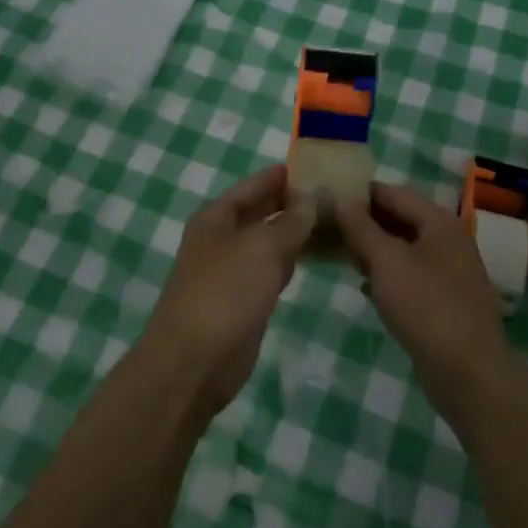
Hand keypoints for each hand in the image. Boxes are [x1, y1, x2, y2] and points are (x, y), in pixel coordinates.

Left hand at [140, 165, 316, 418]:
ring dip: (295, 232)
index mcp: (217, 216)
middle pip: (261, 211)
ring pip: (269, 241)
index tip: (316, 166)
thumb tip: (309, 198)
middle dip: (293, 202)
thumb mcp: (261, 249)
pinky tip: (315, 256)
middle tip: (334, 194)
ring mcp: (233, 270)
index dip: (282, 175)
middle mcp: (223, 238)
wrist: (193, 361)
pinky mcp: (244, 299)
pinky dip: (291, 260)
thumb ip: (288, 222)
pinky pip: (272, 269)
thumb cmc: (224, 293)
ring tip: (334, 220)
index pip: (254, 185)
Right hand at [335, 183, 518, 426]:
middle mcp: (448, 241)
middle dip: (365, 222)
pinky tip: (365, 286)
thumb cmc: (426, 307)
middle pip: (401, 219)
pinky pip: (411, 276)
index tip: (329, 196)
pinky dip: (387, 275)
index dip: (361, 192)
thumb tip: (341, 199)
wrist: (469, 374)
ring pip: (404, 249)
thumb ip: (361, 228)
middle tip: (329, 226)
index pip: (394, 192)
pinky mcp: (445, 301)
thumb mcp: (386, 261)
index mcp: (439, 222)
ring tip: (341, 254)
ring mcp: (450, 273)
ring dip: (374, 249)